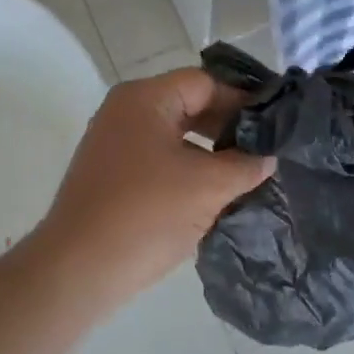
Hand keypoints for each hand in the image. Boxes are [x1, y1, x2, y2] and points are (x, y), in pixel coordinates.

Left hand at [30, 68, 272, 307]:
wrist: (80, 269)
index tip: (274, 128)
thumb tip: (268, 155)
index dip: (243, 101)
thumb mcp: (209, 186)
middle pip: (188, 106)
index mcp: (144, 99)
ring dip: (209, 154)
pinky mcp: (110, 178)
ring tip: (244, 177)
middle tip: (264, 153)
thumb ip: (246, 164)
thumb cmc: (147, 215)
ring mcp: (113, 146)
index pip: (206, 83)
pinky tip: (211, 197)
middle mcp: (124, 113)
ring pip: (174, 138)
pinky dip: (186, 173)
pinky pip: (158, 163)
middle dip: (228, 129)